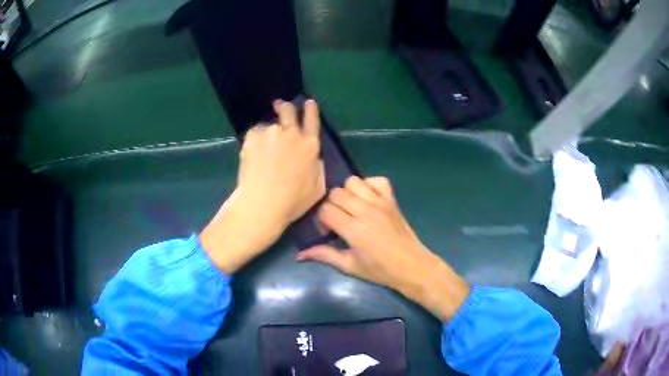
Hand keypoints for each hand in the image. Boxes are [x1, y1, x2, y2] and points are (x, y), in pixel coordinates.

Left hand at [200, 99, 325, 273]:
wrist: (263, 204)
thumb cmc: (293, 201)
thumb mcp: (318, 189)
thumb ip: (318, 168)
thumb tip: (314, 158)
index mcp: (310, 145)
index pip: (312, 120)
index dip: (310, 109)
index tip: (308, 102)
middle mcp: (292, 133)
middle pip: (288, 111)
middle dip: (285, 107)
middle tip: (280, 108)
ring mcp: (271, 132)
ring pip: (268, 126)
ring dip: (267, 133)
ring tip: (261, 152)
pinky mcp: (253, 137)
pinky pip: (254, 134)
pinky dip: (254, 142)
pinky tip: (252, 157)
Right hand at [297, 176, 469, 320]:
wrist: (412, 266)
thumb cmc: (380, 270)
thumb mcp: (350, 266)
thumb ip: (324, 255)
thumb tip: (299, 255)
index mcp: (354, 230)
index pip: (326, 210)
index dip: (321, 221)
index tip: (328, 233)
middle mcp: (366, 211)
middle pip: (336, 193)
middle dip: (331, 206)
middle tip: (338, 221)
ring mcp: (381, 202)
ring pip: (353, 182)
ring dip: (347, 193)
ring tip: (351, 209)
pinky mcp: (392, 199)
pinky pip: (377, 180)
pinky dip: (369, 185)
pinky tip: (367, 199)